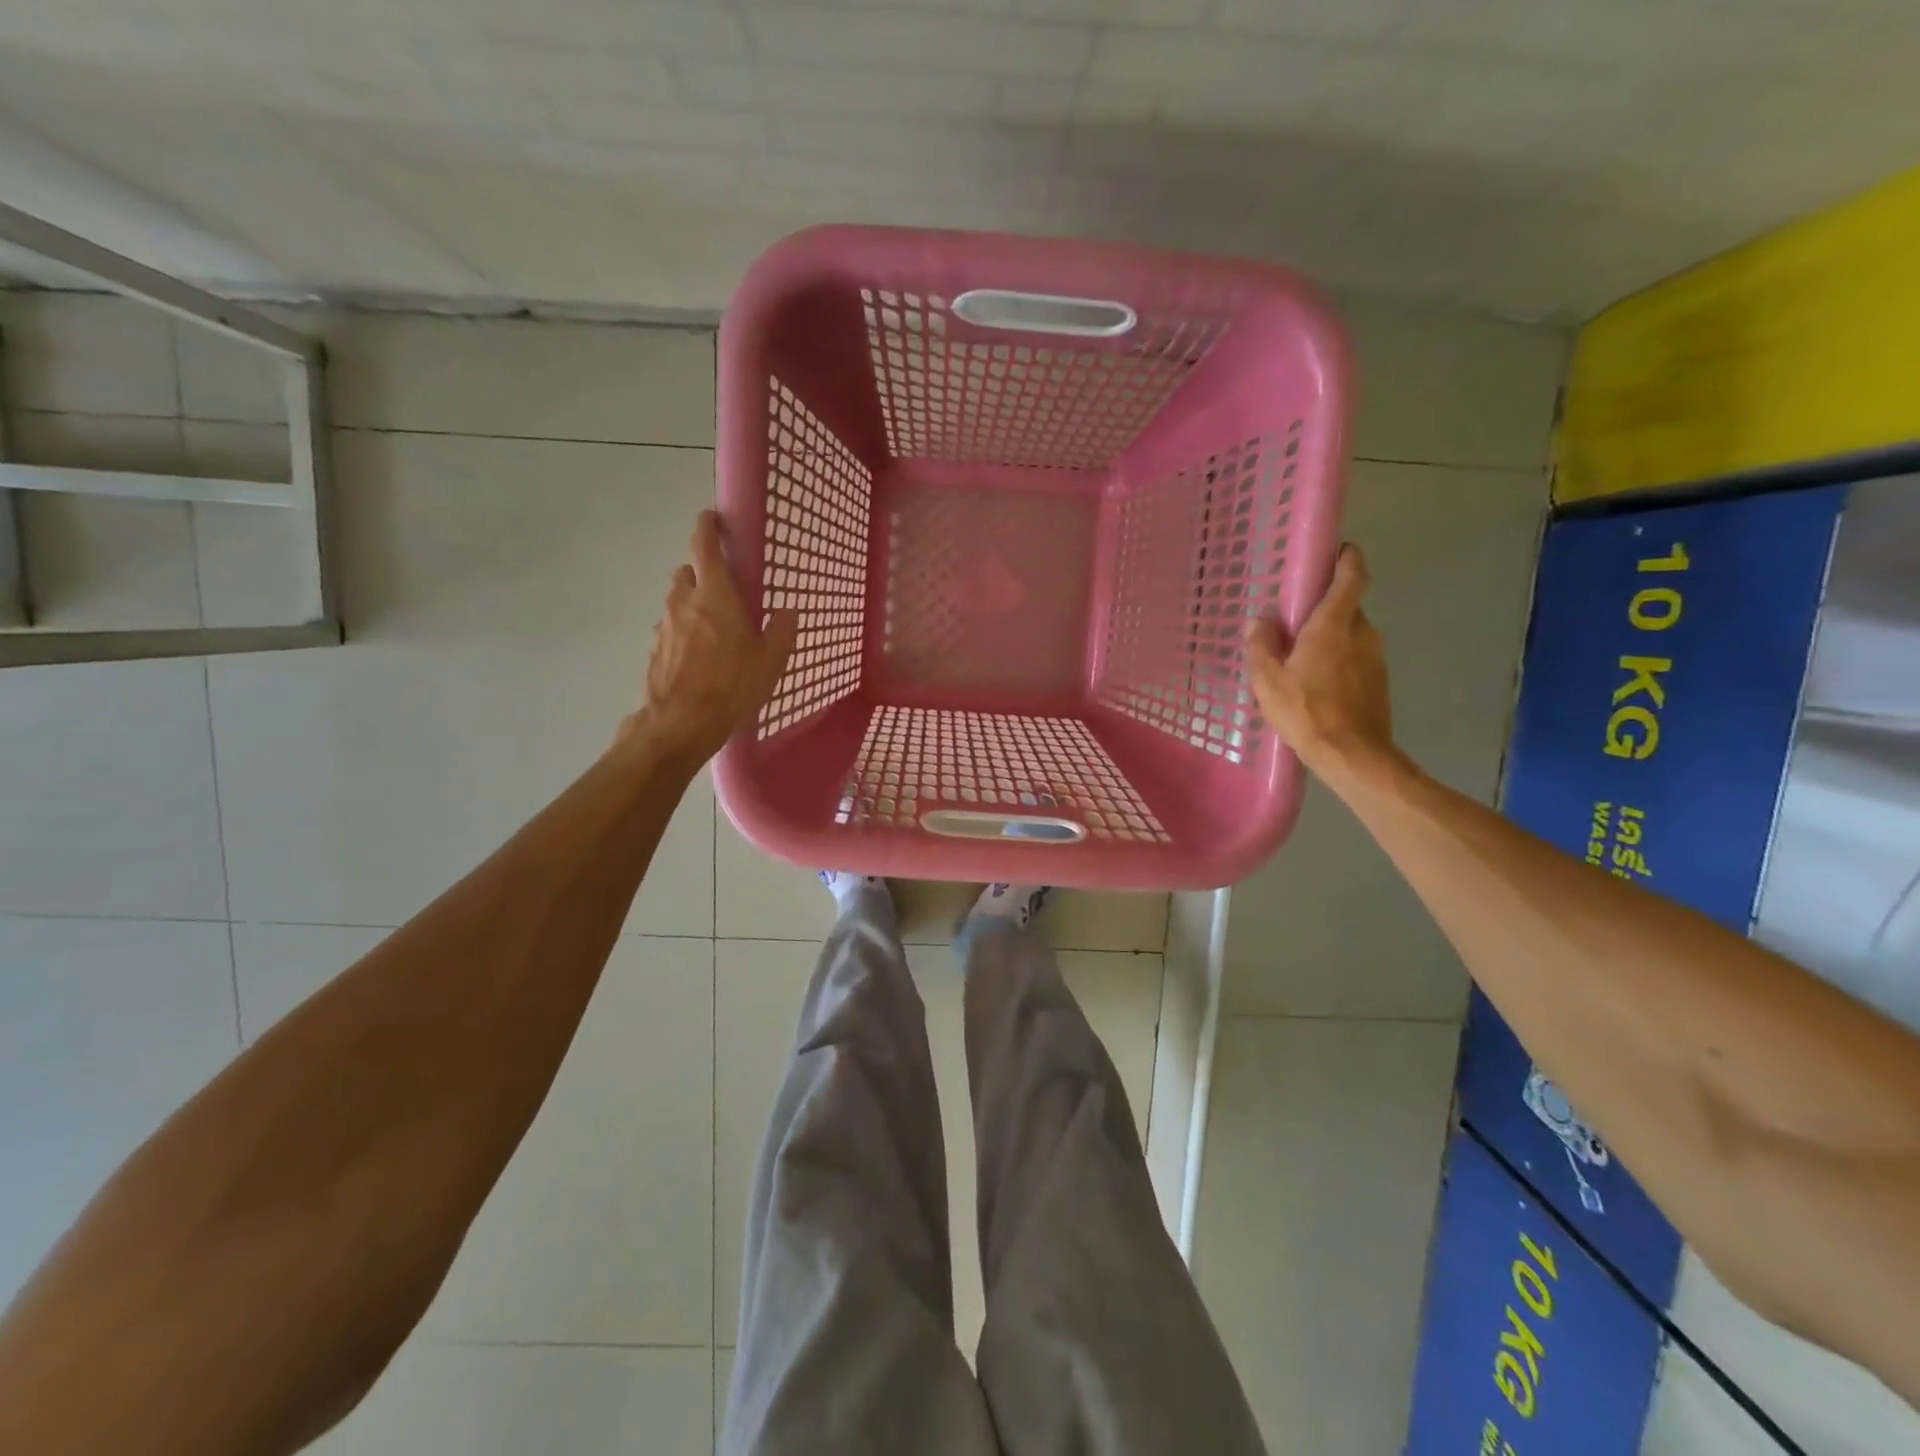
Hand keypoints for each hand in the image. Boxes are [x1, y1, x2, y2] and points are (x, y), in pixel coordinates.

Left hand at [625, 511, 798, 766]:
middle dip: (704, 573)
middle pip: (689, 572)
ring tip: (715, 629)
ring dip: (693, 604)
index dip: (707, 527)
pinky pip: (672, 629)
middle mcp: (684, 601)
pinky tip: (700, 657)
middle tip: (725, 589)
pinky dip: (685, 632)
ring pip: (678, 601)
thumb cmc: (731, 685)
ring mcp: (665, 626)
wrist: (680, 723)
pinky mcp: (655, 650)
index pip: (704, 545)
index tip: (712, 519)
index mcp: (714, 594)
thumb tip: (788, 612)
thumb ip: (781, 631)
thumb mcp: (770, 660)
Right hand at [1244, 544, 1396, 782]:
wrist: (1352, 755)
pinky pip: (1355, 657)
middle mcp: (1362, 632)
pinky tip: (1317, 684)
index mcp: (1334, 624)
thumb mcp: (1268, 680)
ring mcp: (1375, 657)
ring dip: (1329, 638)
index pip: (1352, 576)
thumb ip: (1261, 645)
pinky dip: (1338, 660)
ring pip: (1350, 634)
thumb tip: (1260, 620)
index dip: (1347, 558)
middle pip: (1346, 606)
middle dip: (1323, 608)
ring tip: (1300, 660)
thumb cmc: (1306, 711)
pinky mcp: (1379, 680)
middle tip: (1293, 622)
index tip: (1337, 551)